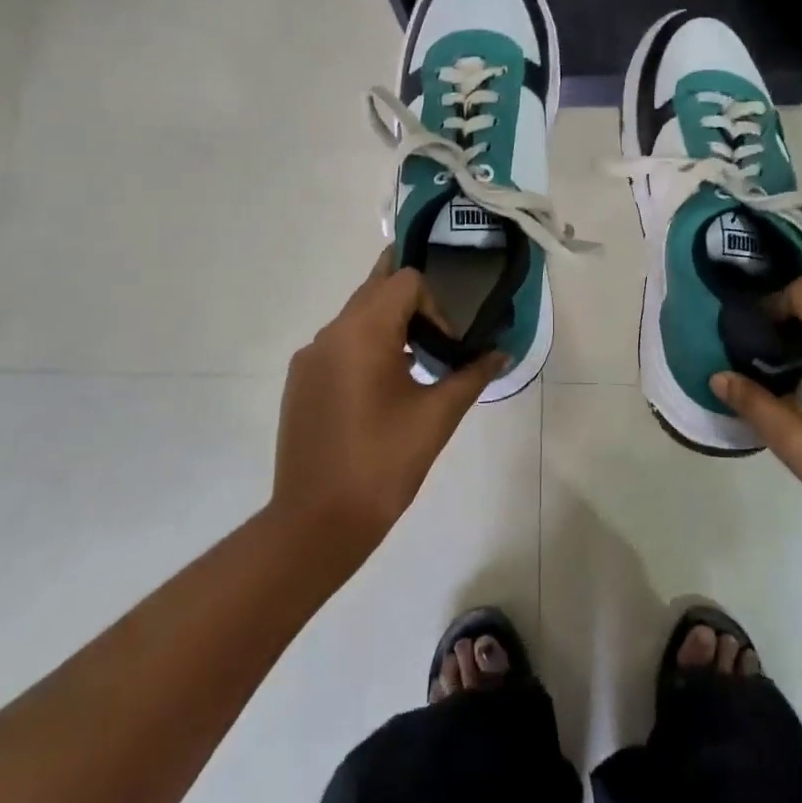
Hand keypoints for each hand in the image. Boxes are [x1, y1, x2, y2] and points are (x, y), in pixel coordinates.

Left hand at [271, 256, 504, 565]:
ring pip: (355, 317)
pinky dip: (365, 348)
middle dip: (411, 303)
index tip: (447, 347)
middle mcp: (330, 333)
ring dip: (388, 325)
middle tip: (438, 332)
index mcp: (363, 332)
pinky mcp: (300, 381)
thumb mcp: (437, 416)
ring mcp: (309, 357)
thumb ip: (472, 375)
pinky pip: (338, 344)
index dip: (435, 304)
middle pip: (376, 289)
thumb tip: (501, 352)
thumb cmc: (384, 463)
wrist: (317, 522)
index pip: (405, 281)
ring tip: (415, 363)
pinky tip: (382, 390)